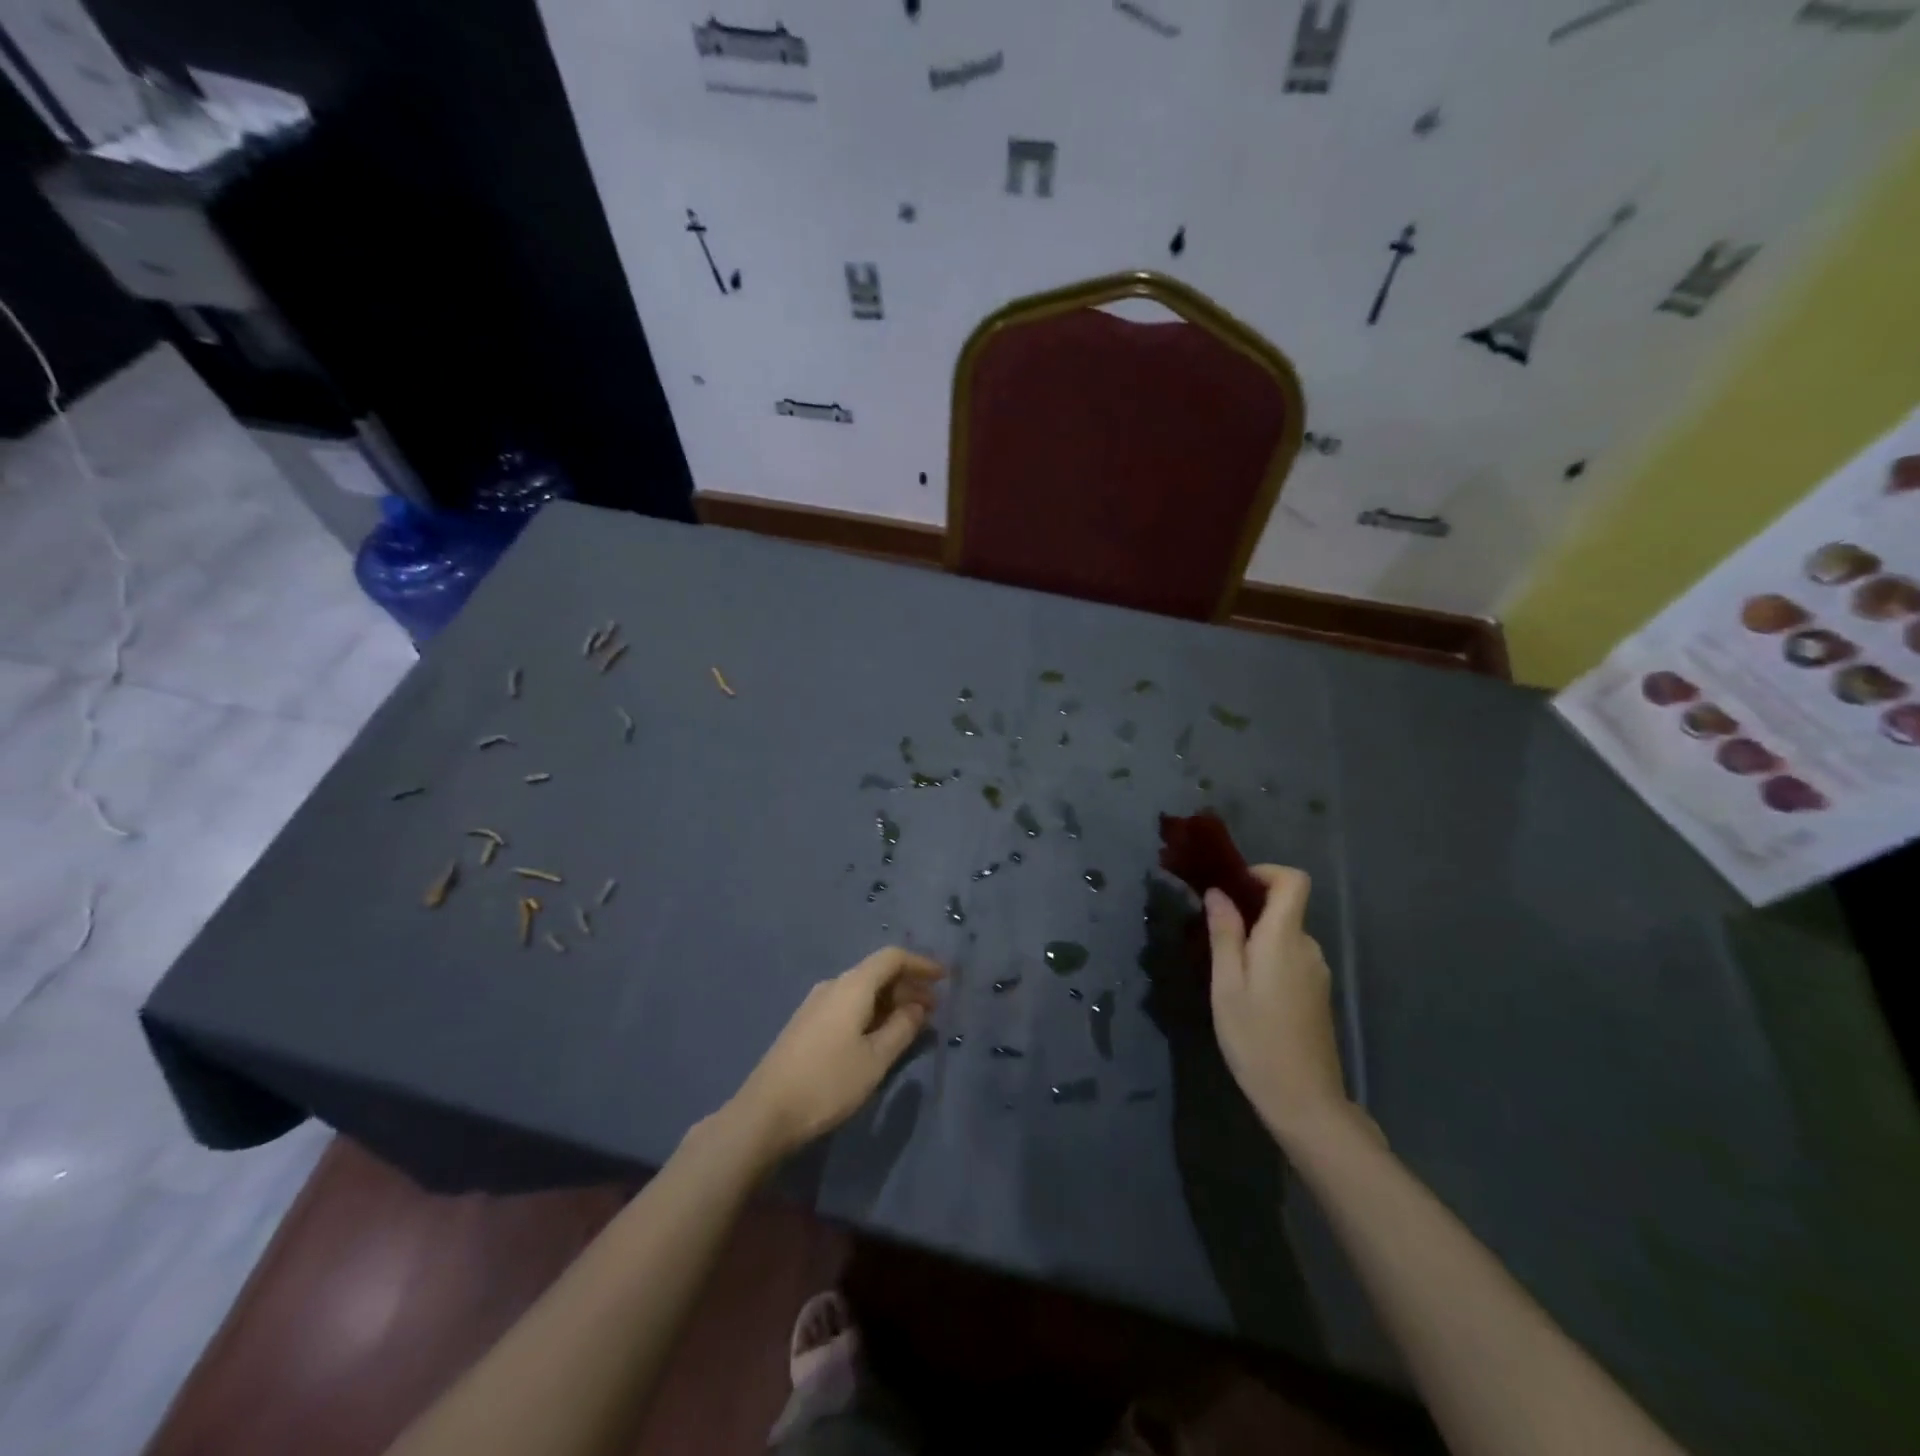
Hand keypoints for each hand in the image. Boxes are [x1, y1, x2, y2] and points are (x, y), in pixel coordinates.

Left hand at [727, 947, 943, 1160]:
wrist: (765, 1113)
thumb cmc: (828, 1083)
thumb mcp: (875, 1059)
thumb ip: (902, 1029)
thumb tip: (918, 1007)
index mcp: (852, 986)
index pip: (891, 958)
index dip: (920, 964)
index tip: (944, 978)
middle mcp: (833, 986)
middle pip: (877, 973)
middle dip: (908, 986)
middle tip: (933, 1010)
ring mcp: (816, 1004)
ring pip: (862, 990)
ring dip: (890, 1002)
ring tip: (912, 1025)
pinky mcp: (807, 1024)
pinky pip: (848, 1005)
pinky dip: (871, 1012)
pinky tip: (880, 1036)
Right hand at [1204, 866, 1353, 1147]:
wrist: (1304, 1102)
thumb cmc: (1256, 1038)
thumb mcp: (1226, 984)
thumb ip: (1224, 934)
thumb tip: (1218, 893)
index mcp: (1285, 938)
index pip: (1293, 881)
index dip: (1264, 873)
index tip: (1232, 888)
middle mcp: (1308, 948)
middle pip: (1285, 908)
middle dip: (1249, 911)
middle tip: (1212, 935)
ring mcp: (1317, 973)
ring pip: (1285, 937)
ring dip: (1256, 940)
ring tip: (1224, 971)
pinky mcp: (1317, 995)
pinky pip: (1291, 959)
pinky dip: (1268, 960)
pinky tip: (1247, 994)